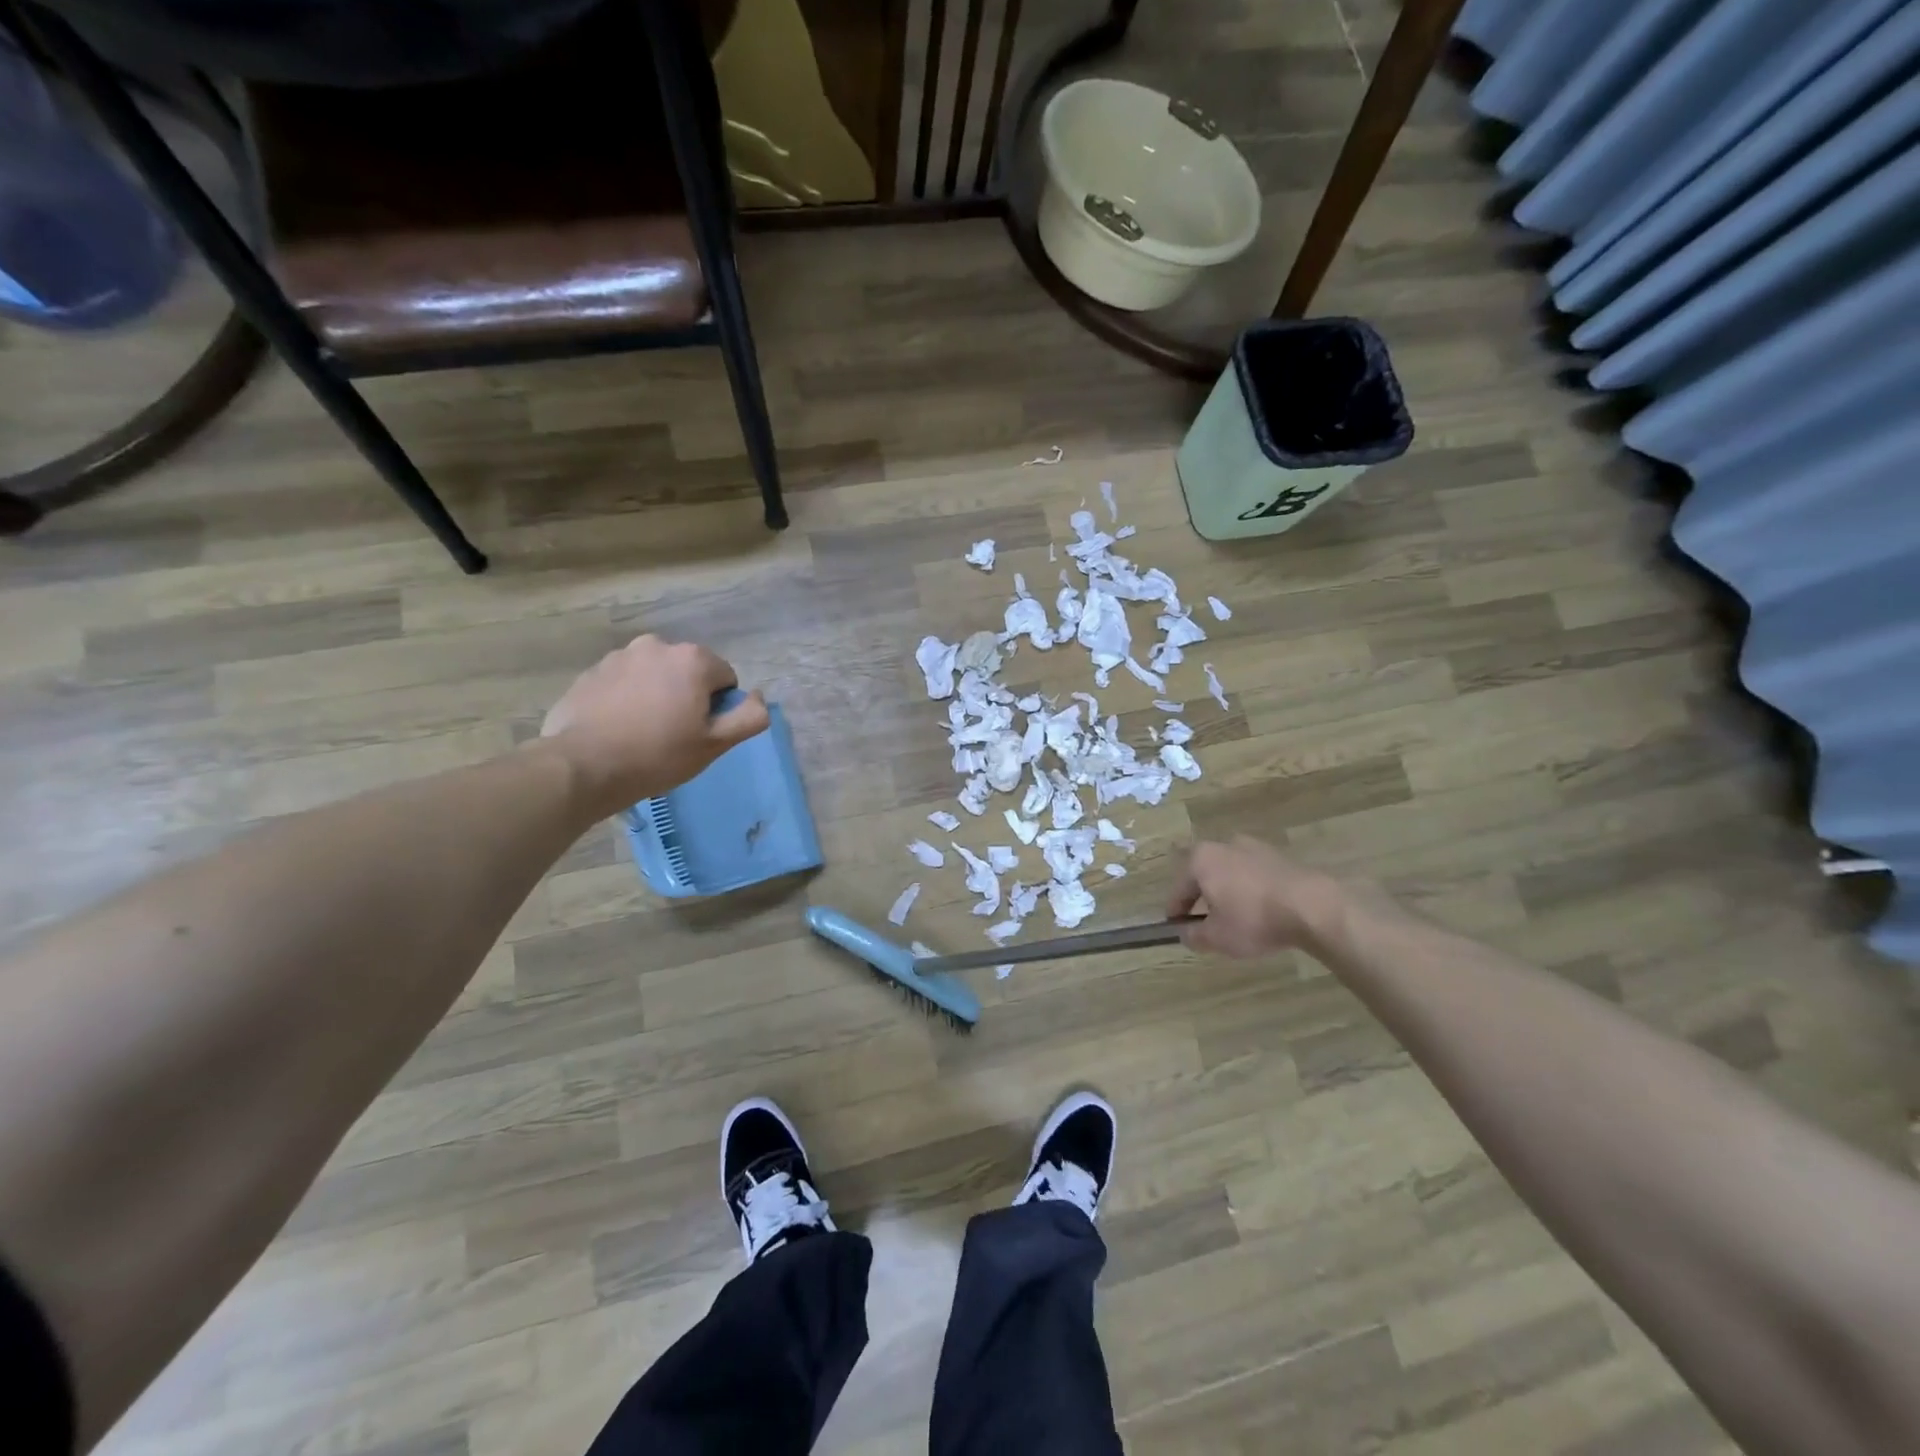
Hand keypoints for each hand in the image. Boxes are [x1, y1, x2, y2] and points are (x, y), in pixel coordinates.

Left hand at [541, 636, 769, 816]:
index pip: (725, 679)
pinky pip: (623, 683)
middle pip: (688, 672)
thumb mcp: (715, 744)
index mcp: (693, 659)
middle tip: (673, 734)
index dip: (718, 708)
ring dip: (656, 695)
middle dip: (686, 696)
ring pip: (654, 675)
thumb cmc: (658, 754)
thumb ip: (749, 717)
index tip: (699, 732)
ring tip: (642, 732)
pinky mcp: (591, 672)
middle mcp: (657, 645)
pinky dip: (627, 699)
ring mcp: (619, 656)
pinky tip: (617, 728)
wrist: (583, 765)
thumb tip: (759, 698)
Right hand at [1168, 836, 1348, 958]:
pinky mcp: (1279, 856)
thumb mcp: (1216, 937)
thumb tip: (1185, 933)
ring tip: (1235, 917)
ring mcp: (1254, 847)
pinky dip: (1251, 890)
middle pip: (1205, 874)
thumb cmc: (1253, 919)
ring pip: (1231, 872)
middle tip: (1205, 921)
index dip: (1176, 910)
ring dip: (1228, 892)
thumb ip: (1194, 935)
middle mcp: (1223, 845)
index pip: (1179, 888)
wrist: (1312, 906)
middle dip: (1202, 896)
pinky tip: (1260, 911)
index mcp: (1201, 859)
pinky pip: (1254, 875)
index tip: (1176, 927)